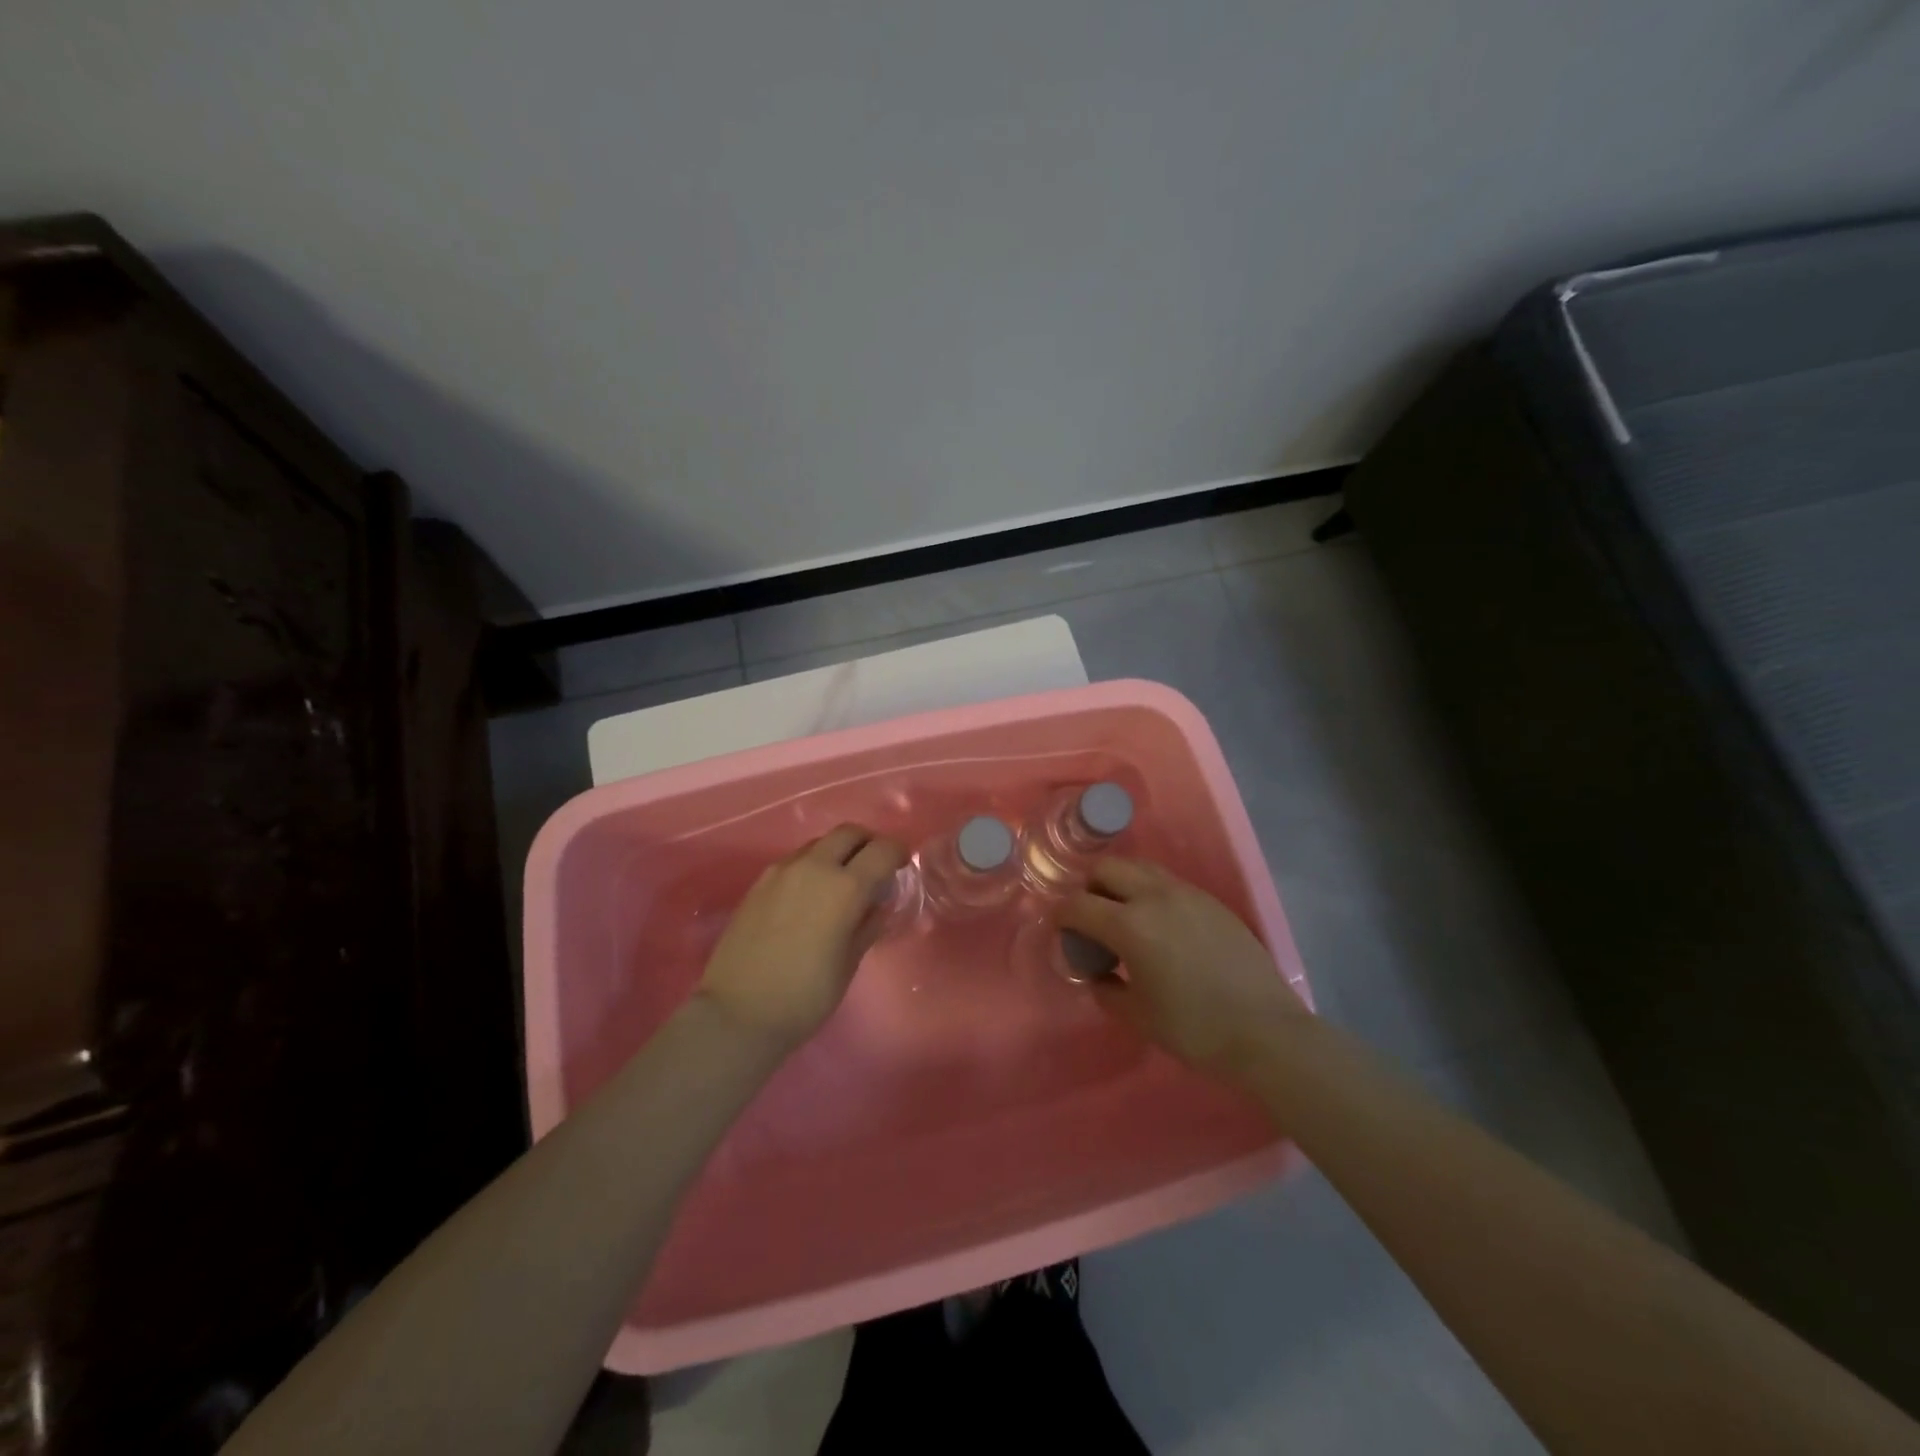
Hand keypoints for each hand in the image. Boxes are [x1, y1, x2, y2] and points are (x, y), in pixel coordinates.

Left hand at [694, 824, 906, 1051]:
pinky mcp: (760, 882)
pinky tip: (810, 896)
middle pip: (849, 833)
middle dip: (867, 843)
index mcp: (845, 887)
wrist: (738, 1013)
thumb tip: (878, 904)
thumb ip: (868, 925)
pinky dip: (812, 865)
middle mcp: (814, 867)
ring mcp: (782, 871)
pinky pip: (795, 860)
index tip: (902, 865)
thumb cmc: (805, 996)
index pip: (883, 850)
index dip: (898, 853)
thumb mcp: (849, 963)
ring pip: (819, 843)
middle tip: (874, 867)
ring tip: (841, 883)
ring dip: (837, 852)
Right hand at [1059, 857, 1307, 1084]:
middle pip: (1107, 868)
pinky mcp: (1211, 901)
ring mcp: (1187, 894)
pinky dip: (1150, 892)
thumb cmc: (1196, 1029)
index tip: (1059, 929)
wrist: (1267, 1032)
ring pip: (1140, 868)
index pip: (1078, 904)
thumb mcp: (1138, 1016)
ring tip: (1123, 916)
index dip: (1061, 915)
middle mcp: (1155, 897)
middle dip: (1089, 887)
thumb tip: (1097, 974)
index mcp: (1130, 925)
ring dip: (1120, 883)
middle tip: (1090, 918)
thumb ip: (1107, 990)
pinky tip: (1160, 926)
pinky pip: (1168, 882)